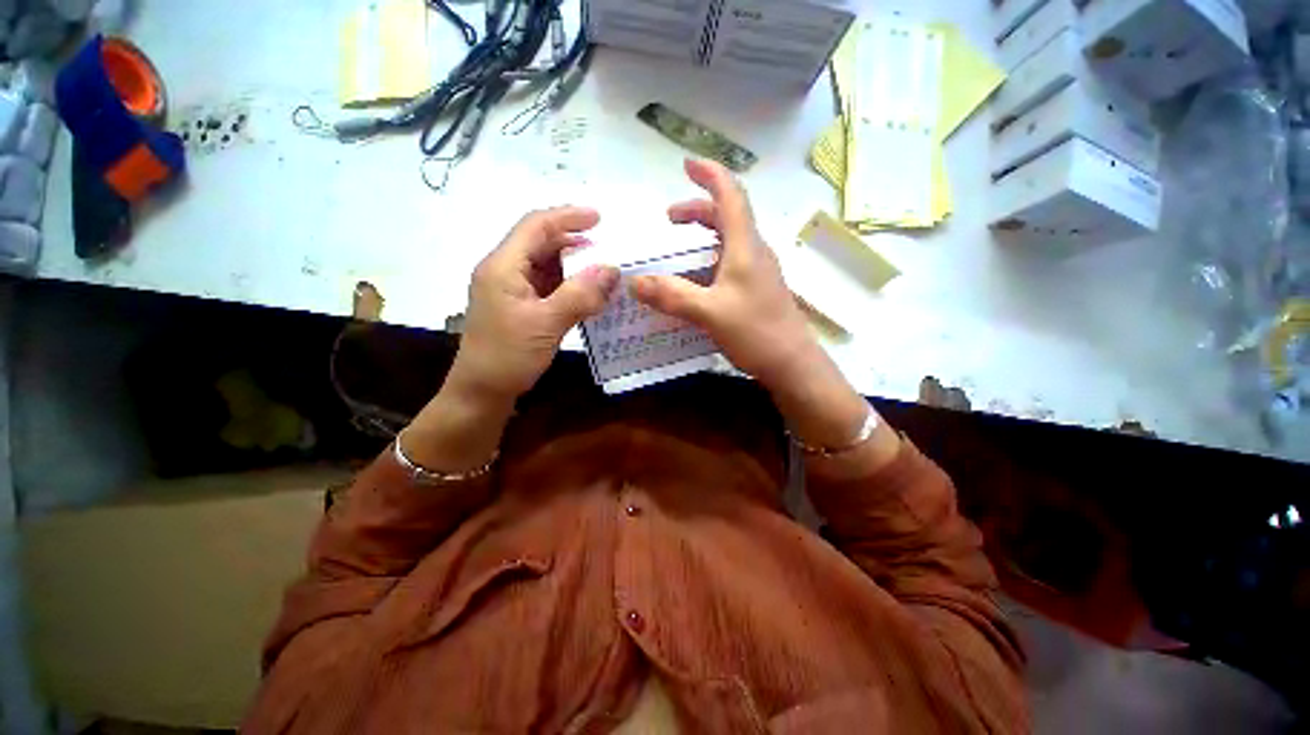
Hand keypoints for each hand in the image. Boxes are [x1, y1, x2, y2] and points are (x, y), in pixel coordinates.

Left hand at [448, 206, 618, 406]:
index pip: (535, 226)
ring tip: (602, 268)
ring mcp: (511, 289)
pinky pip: (547, 285)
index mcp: (503, 267)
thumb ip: (580, 294)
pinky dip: (568, 284)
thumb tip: (612, 269)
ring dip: (573, 264)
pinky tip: (587, 291)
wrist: (482, 392)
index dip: (567, 217)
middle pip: (540, 242)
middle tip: (607, 246)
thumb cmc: (508, 357)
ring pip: (545, 264)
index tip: (599, 218)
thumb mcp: (546, 324)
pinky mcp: (519, 306)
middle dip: (573, 240)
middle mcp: (504, 271)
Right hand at [629, 159, 818, 388]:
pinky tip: (698, 278)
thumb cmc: (756, 332)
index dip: (710, 174)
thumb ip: (672, 296)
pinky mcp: (757, 288)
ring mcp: (758, 271)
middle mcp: (755, 252)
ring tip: (680, 245)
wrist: (792, 363)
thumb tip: (634, 283)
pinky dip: (710, 258)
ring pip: (730, 239)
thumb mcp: (709, 312)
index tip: (686, 163)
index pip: (730, 195)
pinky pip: (731, 261)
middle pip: (728, 216)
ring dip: (704, 234)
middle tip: (669, 219)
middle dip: (698, 209)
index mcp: (746, 246)